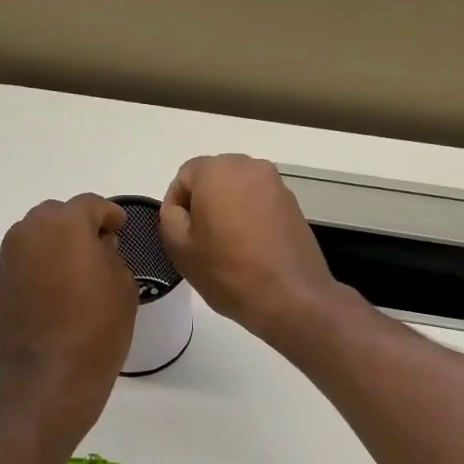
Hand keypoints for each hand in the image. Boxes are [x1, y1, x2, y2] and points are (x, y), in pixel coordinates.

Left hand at [0, 195, 136, 440]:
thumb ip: (111, 253)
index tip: (121, 229)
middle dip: (78, 226)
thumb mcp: (122, 285)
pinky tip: (55, 291)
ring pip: (36, 236)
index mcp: (65, 224)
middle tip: (99, 249)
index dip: (110, 215)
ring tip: (75, 271)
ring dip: (56, 245)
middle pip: (58, 215)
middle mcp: (30, 231)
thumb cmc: (97, 328)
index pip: (91, 205)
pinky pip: (24, 261)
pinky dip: (40, 266)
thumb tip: (97, 245)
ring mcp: (8, 257)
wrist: (49, 377)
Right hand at [159, 155, 344, 345]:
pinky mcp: (294, 205)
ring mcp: (277, 185)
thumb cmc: (227, 272)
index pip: (184, 176)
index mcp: (217, 170)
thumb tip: (180, 208)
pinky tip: (251, 250)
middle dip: (204, 205)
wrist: (290, 297)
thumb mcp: (179, 248)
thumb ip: (170, 217)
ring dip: (228, 211)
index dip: (176, 206)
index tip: (180, 236)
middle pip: (214, 179)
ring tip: (227, 248)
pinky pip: (260, 205)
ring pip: (239, 191)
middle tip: (201, 242)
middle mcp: (250, 167)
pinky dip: (250, 220)